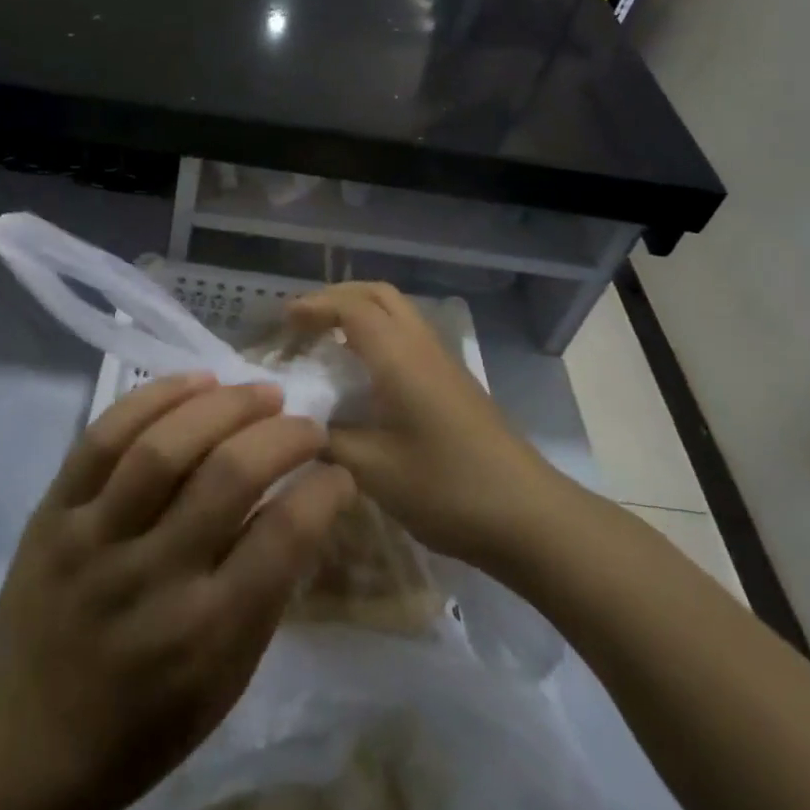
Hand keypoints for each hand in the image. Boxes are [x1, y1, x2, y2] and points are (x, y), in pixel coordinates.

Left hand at [0, 375, 354, 809]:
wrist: (19, 742)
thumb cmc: (138, 726)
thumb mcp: (221, 686)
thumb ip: (263, 595)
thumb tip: (303, 506)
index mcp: (205, 634)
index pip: (284, 539)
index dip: (324, 490)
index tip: (338, 471)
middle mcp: (152, 577)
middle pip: (228, 476)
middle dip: (282, 435)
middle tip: (305, 423)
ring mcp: (95, 538)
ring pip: (164, 447)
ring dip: (224, 404)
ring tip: (259, 391)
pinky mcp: (53, 511)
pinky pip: (103, 436)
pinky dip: (154, 397)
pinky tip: (195, 381)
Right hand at [286, 283, 562, 568]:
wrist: (528, 515)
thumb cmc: (447, 488)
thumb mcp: (374, 471)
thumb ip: (328, 442)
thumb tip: (297, 427)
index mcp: (398, 356)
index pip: (350, 307)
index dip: (313, 306)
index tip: (281, 321)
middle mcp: (421, 345)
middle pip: (377, 294)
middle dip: (336, 298)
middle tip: (303, 323)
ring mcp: (443, 361)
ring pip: (397, 311)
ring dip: (359, 313)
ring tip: (326, 342)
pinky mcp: (454, 381)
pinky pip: (408, 334)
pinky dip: (378, 333)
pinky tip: (364, 372)